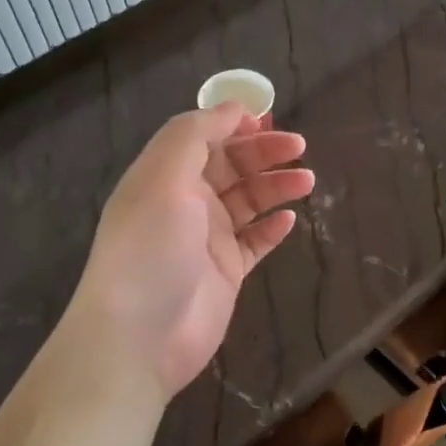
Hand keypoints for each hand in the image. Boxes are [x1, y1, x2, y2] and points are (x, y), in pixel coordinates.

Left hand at [73, 103, 313, 401]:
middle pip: (230, 165)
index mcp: (165, 174)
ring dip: (276, 186)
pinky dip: (272, 227)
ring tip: (307, 182)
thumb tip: (233, 108)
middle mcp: (185, 201)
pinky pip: (255, 241)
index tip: (268, 118)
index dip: (234, 123)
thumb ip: (196, 134)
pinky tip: (290, 220)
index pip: (203, 136)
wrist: (138, 337)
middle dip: (263, 152)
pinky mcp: (225, 271)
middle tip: (298, 147)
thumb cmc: (150, 248)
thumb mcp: (165, 177)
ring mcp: (206, 238)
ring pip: (248, 201)